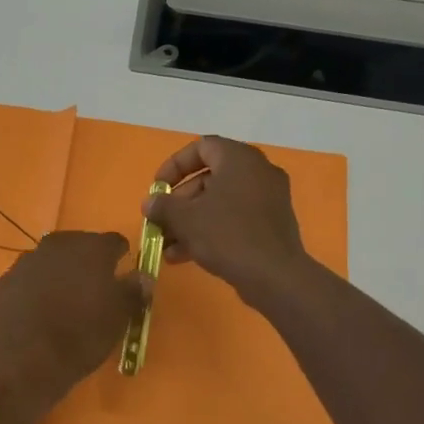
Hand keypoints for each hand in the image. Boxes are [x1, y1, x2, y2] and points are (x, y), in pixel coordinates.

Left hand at [0, 231, 145, 406]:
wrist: (21, 362)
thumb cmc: (80, 337)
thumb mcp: (118, 319)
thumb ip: (133, 292)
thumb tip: (143, 276)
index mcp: (91, 248)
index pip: (114, 242)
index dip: (120, 257)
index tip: (123, 275)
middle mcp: (57, 246)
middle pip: (79, 246)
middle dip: (87, 263)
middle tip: (94, 289)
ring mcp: (26, 262)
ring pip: (51, 261)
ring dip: (60, 274)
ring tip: (66, 302)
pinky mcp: (4, 282)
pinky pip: (29, 279)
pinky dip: (37, 289)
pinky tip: (39, 312)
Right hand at [145, 136, 308, 306]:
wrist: (273, 276)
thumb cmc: (226, 235)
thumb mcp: (185, 219)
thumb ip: (163, 206)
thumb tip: (150, 202)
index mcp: (239, 159)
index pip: (201, 147)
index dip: (174, 165)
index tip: (158, 188)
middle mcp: (257, 172)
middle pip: (208, 178)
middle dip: (179, 202)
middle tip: (160, 221)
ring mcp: (267, 199)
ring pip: (219, 202)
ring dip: (189, 221)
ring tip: (166, 246)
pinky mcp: (270, 224)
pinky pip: (234, 219)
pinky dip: (210, 231)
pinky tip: (184, 257)